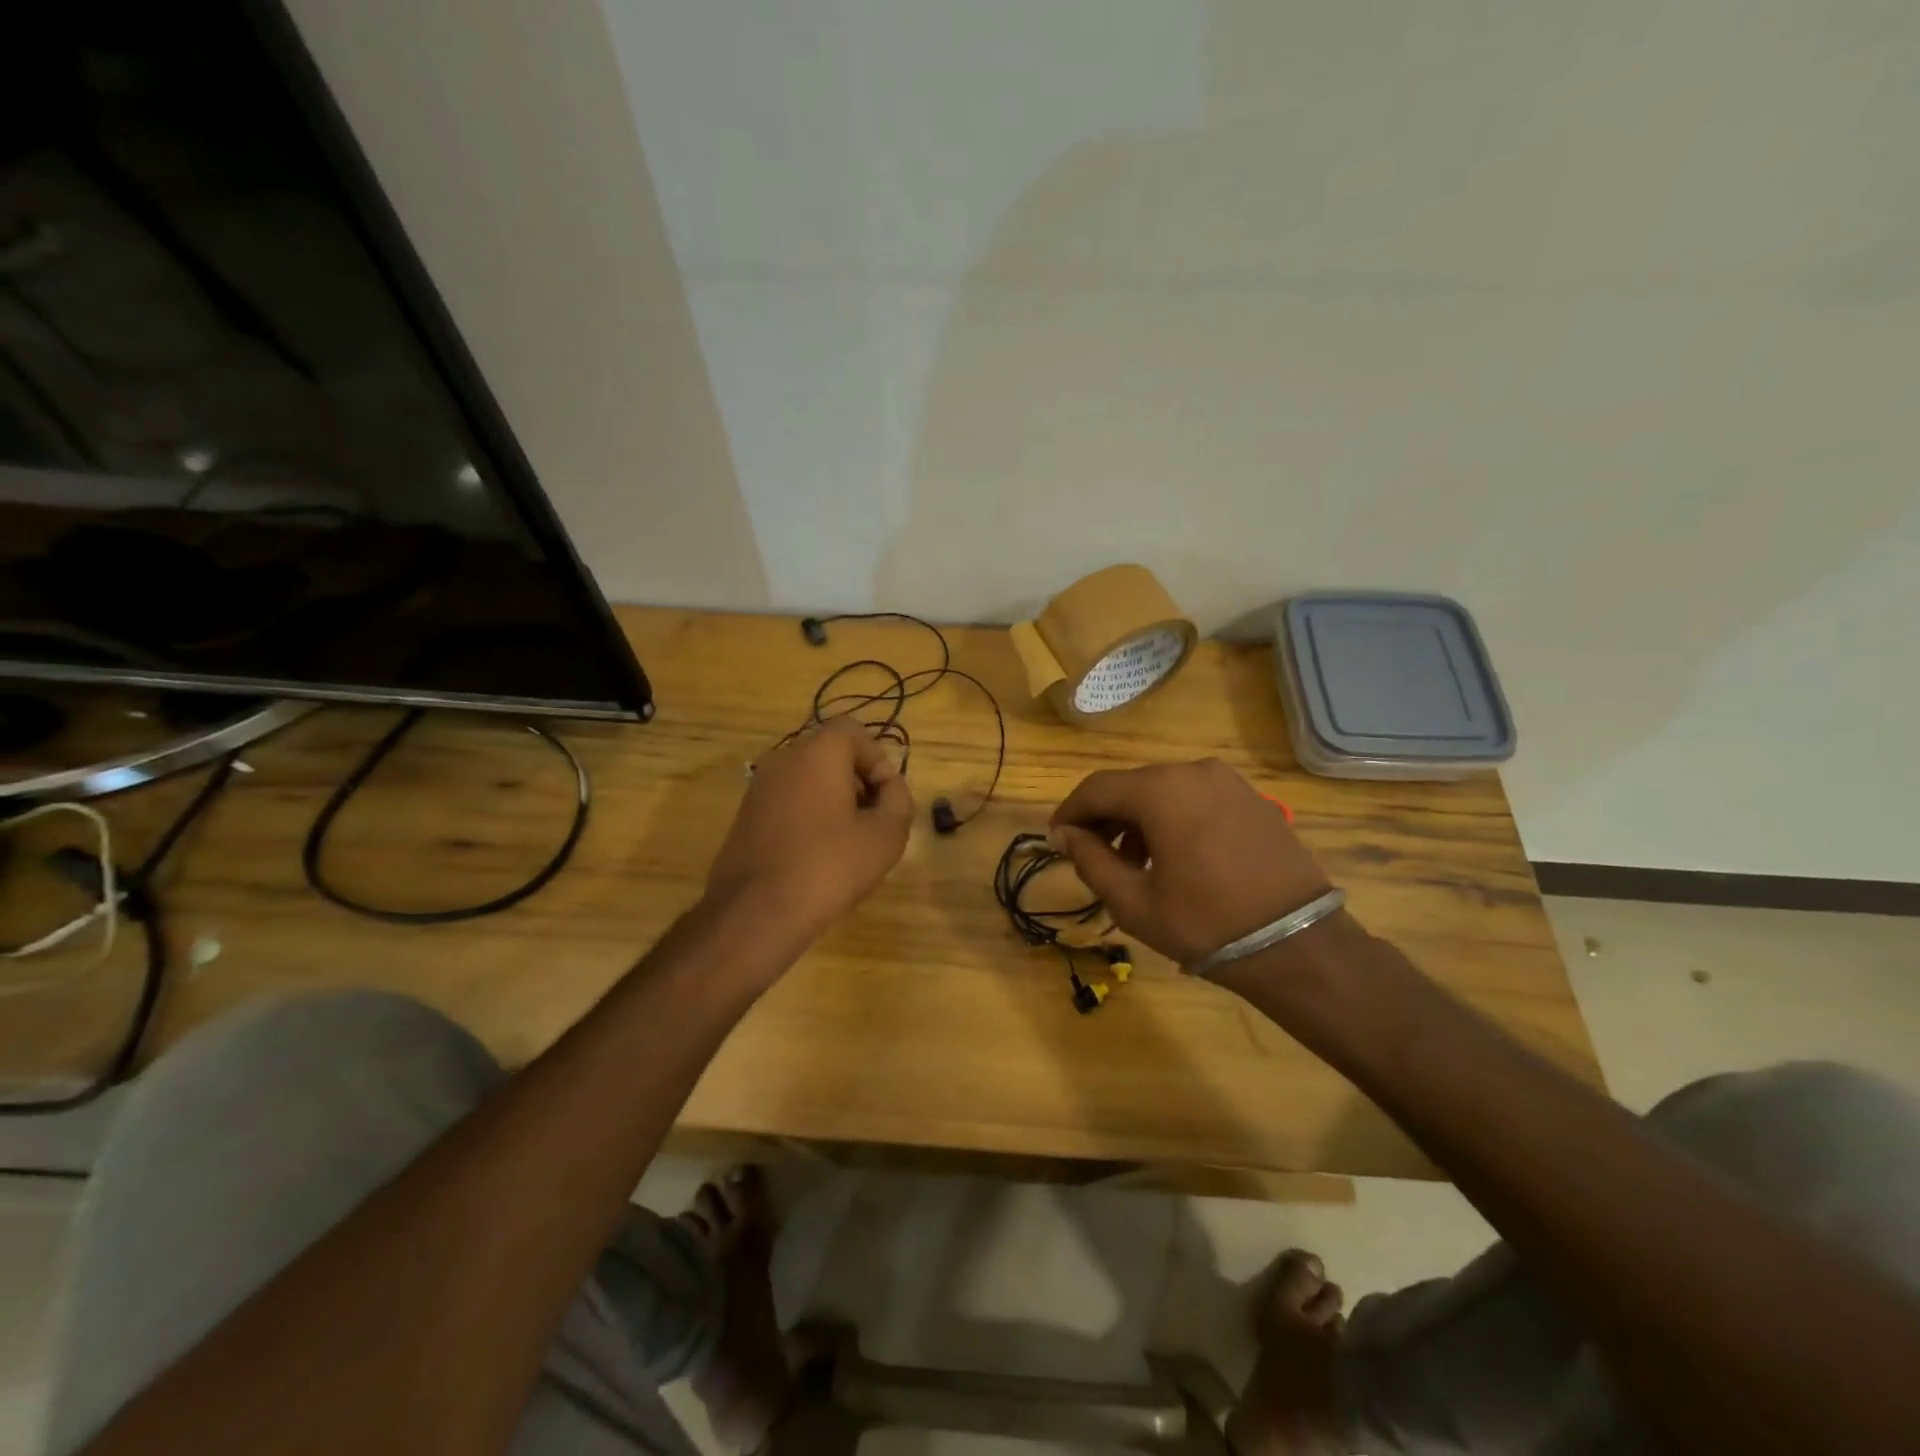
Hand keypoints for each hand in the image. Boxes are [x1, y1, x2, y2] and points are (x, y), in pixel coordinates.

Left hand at [706, 716, 913, 940]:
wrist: (755, 912)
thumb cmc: (829, 866)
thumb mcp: (886, 835)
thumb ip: (898, 800)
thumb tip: (889, 788)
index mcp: (817, 753)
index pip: (853, 731)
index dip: (877, 760)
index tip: (885, 799)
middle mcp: (783, 759)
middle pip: (830, 755)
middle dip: (858, 782)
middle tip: (873, 822)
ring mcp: (759, 788)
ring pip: (808, 780)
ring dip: (834, 801)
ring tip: (848, 844)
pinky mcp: (745, 817)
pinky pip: (788, 802)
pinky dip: (809, 817)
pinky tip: (817, 858)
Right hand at [1049, 760, 1333, 965]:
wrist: (1298, 945)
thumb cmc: (1205, 923)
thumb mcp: (1133, 901)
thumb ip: (1090, 859)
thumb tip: (1063, 834)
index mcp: (1161, 790)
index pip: (1097, 789)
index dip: (1070, 812)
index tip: (1055, 839)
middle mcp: (1194, 771)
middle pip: (1132, 786)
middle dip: (1105, 818)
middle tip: (1091, 854)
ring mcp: (1230, 783)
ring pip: (1165, 791)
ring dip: (1139, 819)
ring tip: (1132, 862)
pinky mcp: (1253, 800)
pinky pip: (1197, 799)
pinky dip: (1174, 818)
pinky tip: (1174, 856)